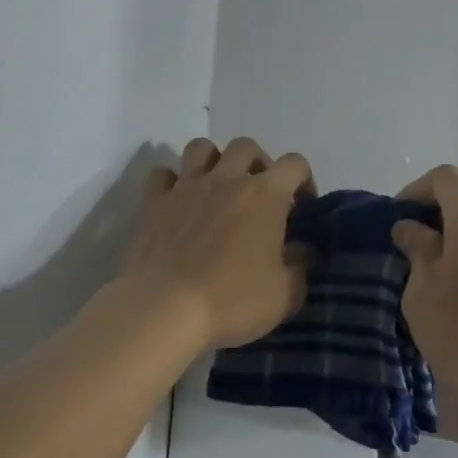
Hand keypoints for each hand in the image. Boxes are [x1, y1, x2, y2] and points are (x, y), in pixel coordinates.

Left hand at [119, 136, 314, 353]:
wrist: (164, 310)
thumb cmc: (232, 301)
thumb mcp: (286, 295)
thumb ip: (301, 265)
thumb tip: (303, 249)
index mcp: (265, 195)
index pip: (295, 164)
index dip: (304, 180)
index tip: (302, 207)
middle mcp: (226, 179)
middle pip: (246, 146)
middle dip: (257, 164)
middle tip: (258, 196)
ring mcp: (186, 187)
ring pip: (201, 148)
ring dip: (213, 161)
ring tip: (217, 189)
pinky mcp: (153, 202)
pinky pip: (161, 174)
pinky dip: (171, 181)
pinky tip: (177, 202)